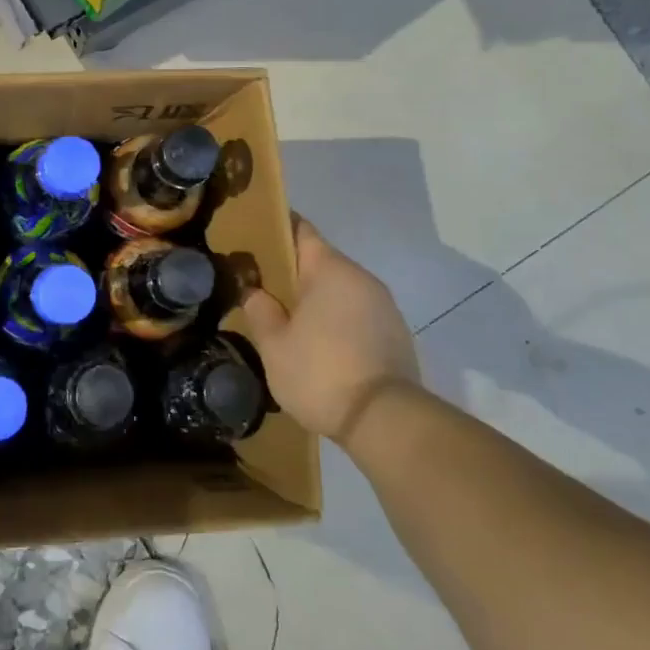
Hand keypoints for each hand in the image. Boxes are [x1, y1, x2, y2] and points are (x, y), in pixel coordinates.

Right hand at [241, 215, 422, 445]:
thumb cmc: (320, 373)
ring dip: (317, 298)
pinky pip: (357, 312)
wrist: (385, 420)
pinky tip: (321, 344)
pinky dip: (337, 318)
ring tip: (289, 320)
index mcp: (330, 269)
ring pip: (340, 288)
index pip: (301, 230)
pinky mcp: (396, 332)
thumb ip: (260, 310)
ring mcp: (384, 304)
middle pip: (321, 260)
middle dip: (293, 271)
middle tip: (262, 287)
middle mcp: (361, 277)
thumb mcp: (274, 345)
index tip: (254, 238)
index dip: (276, 229)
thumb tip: (253, 290)